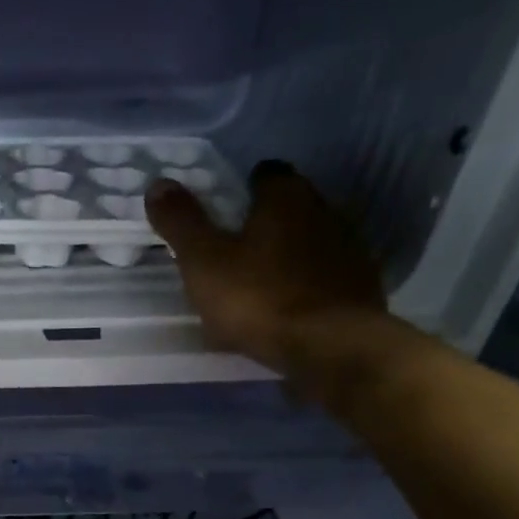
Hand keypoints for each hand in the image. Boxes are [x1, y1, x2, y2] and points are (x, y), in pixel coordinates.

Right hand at [145, 161, 385, 376]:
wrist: (328, 345)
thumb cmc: (257, 298)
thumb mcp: (204, 262)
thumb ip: (181, 222)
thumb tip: (158, 183)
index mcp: (285, 198)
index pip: (267, 173)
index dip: (245, 187)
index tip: (226, 209)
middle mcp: (324, 210)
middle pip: (292, 205)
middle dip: (267, 220)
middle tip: (236, 247)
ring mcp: (348, 248)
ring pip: (312, 239)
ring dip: (290, 252)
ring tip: (261, 280)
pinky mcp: (360, 284)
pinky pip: (327, 273)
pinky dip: (308, 282)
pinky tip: (289, 305)